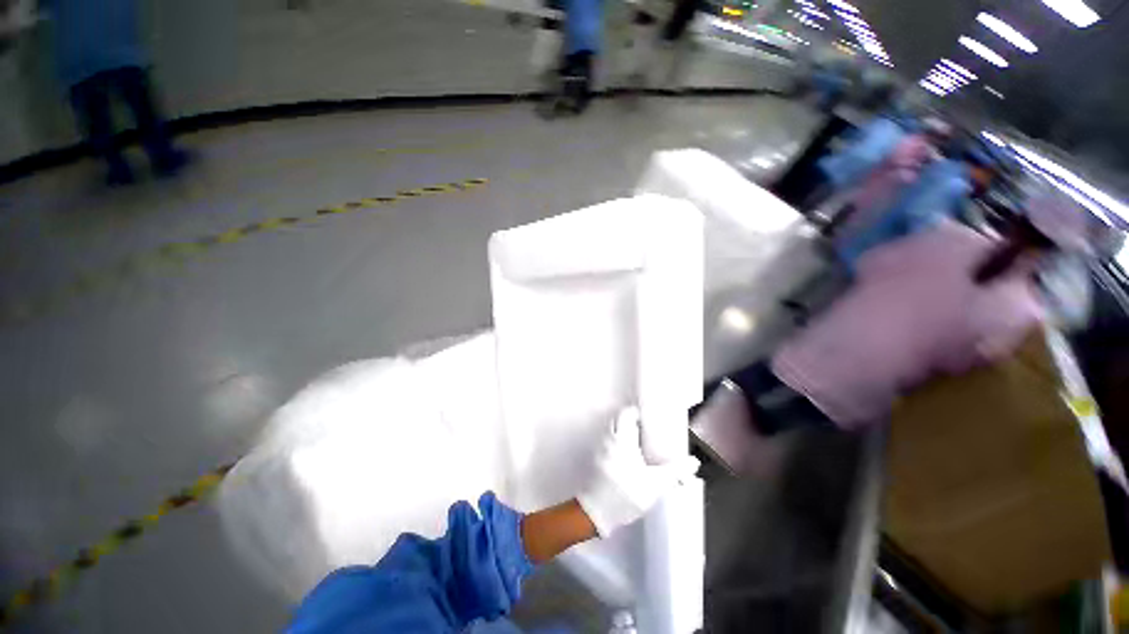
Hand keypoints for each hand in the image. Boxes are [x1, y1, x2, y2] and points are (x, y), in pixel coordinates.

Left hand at [577, 407, 699, 536]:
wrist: (597, 512)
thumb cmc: (626, 493)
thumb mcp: (655, 484)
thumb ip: (675, 471)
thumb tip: (694, 462)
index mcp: (623, 439)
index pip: (626, 413)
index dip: (636, 411)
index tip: (648, 417)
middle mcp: (609, 438)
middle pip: (617, 418)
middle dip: (629, 419)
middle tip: (644, 428)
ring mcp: (600, 447)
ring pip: (610, 429)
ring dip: (621, 428)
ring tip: (636, 440)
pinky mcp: (596, 457)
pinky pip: (606, 440)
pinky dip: (615, 439)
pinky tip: (625, 453)